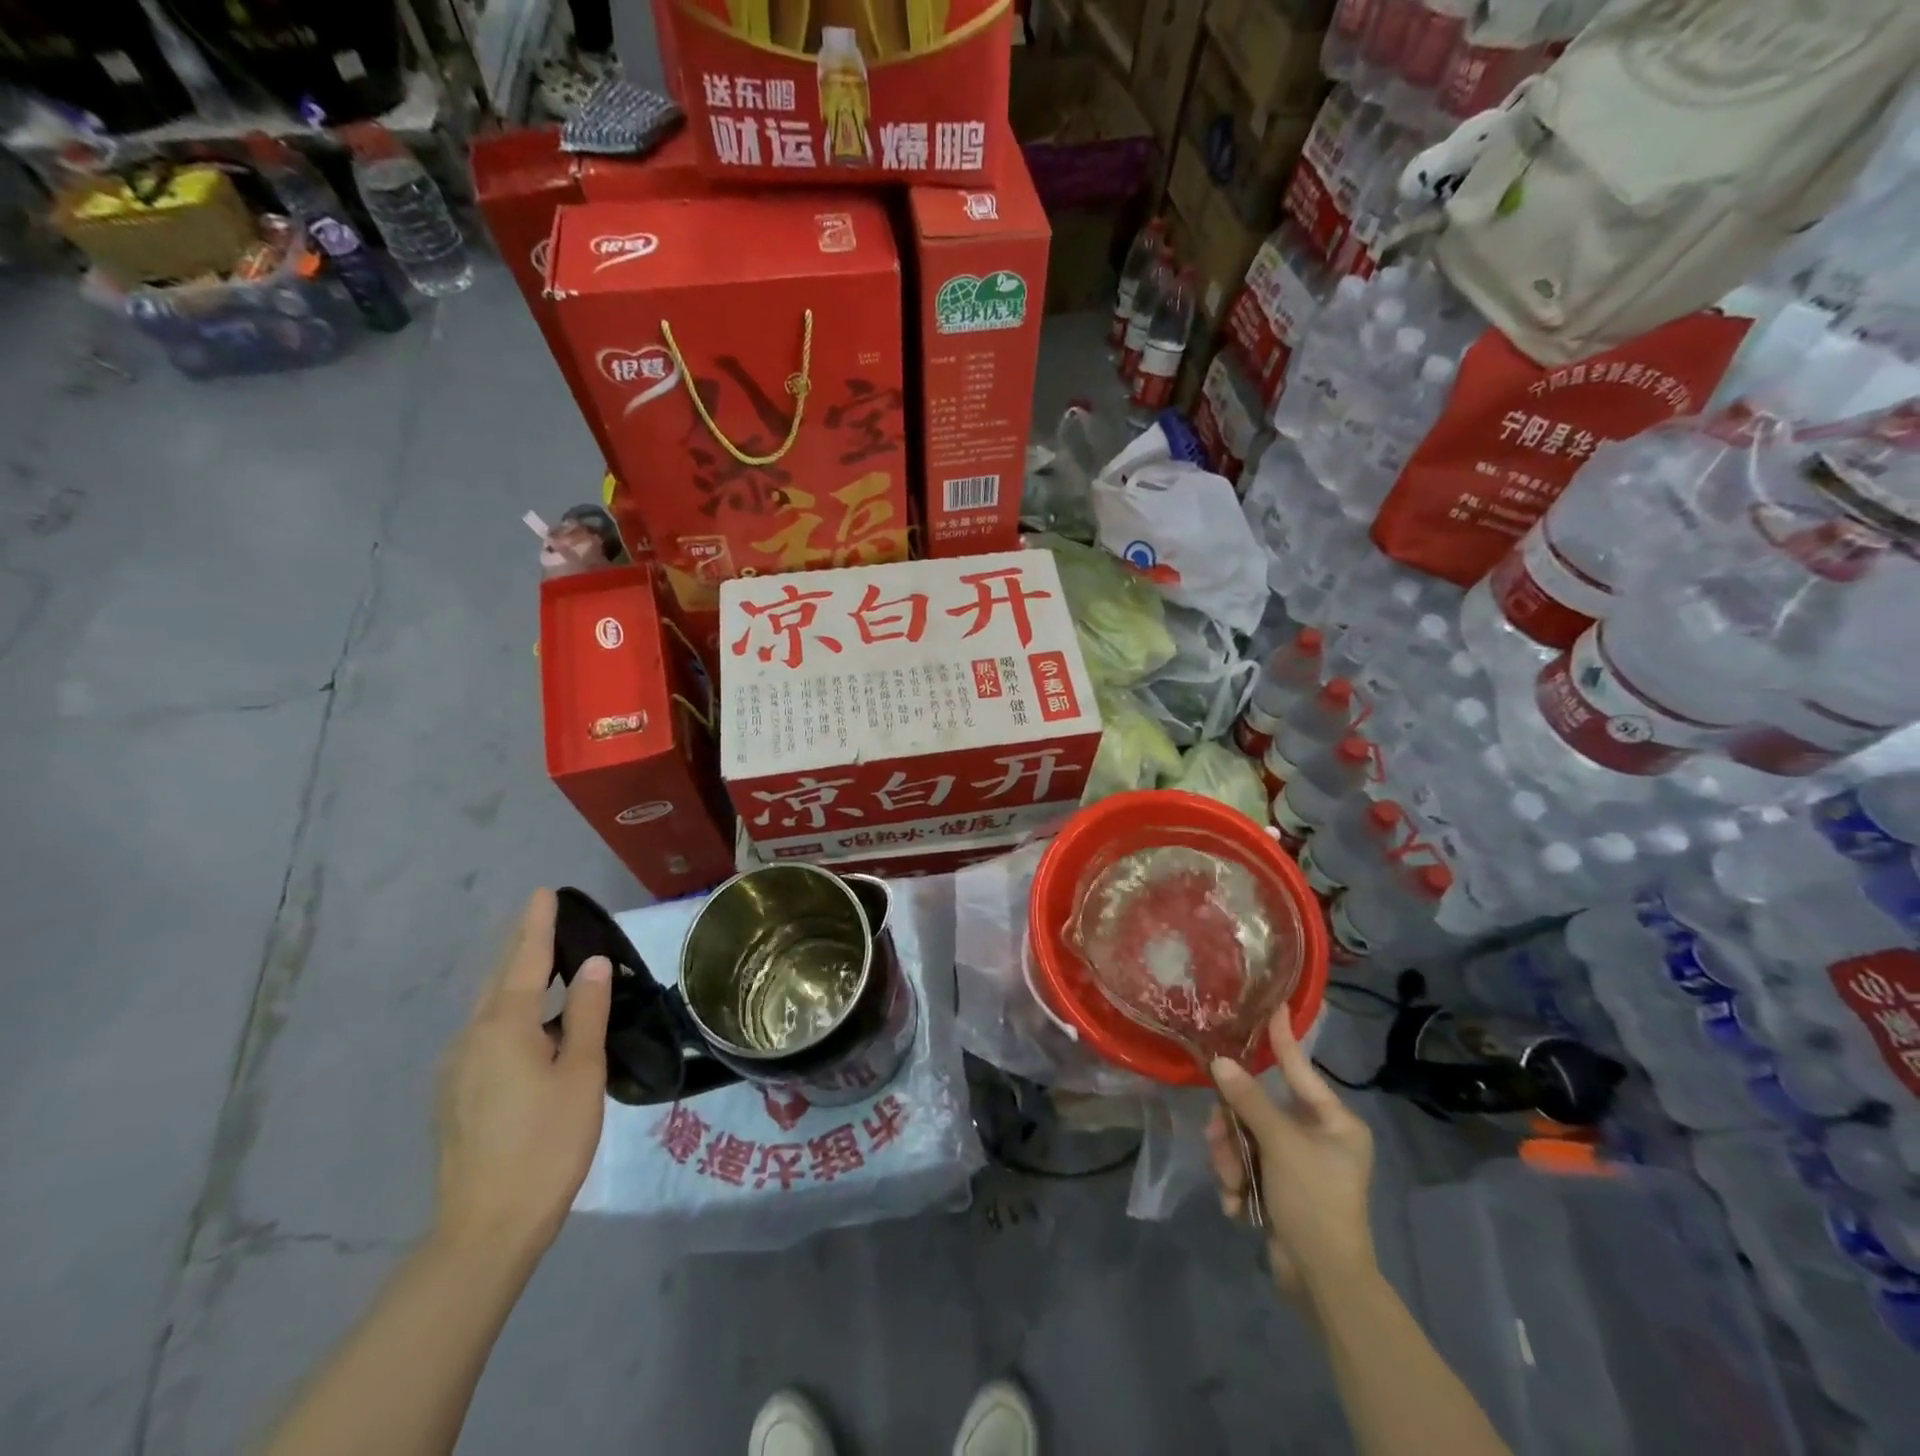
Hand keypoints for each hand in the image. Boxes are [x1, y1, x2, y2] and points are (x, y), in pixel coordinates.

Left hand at [434, 889, 610, 1260]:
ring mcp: (456, 1069)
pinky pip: (485, 1035)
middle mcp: (470, 1038)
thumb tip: (592, 964)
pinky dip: (510, 1014)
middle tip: (547, 920)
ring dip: (517, 981)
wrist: (485, 1230)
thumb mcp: (581, 1073)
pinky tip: (531, 1027)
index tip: (543, 891)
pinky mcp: (454, 1095)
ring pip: (489, 1009)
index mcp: (503, 1027)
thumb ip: (586, 1013)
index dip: (537, 925)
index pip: (525, 960)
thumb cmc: (546, 1144)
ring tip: (546, 967)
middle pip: (500, 979)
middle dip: (522, 947)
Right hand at [1206, 1007, 1375, 1300]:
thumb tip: (1221, 1063)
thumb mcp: (1280, 1144)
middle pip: (1259, 1109)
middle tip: (1217, 1140)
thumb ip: (1249, 1100)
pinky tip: (1238, 1206)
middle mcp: (1318, 1137)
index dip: (1282, 1038)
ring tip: (1231, 1185)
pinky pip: (1247, 1167)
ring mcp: (1298, 1164)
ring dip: (1231, 1160)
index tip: (1274, 1005)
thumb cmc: (1314, 1200)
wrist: (1324, 1282)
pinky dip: (1238, 1183)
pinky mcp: (1281, 1189)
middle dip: (1234, 1128)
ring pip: (1246, 1139)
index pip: (1299, 1068)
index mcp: (1333, 1121)